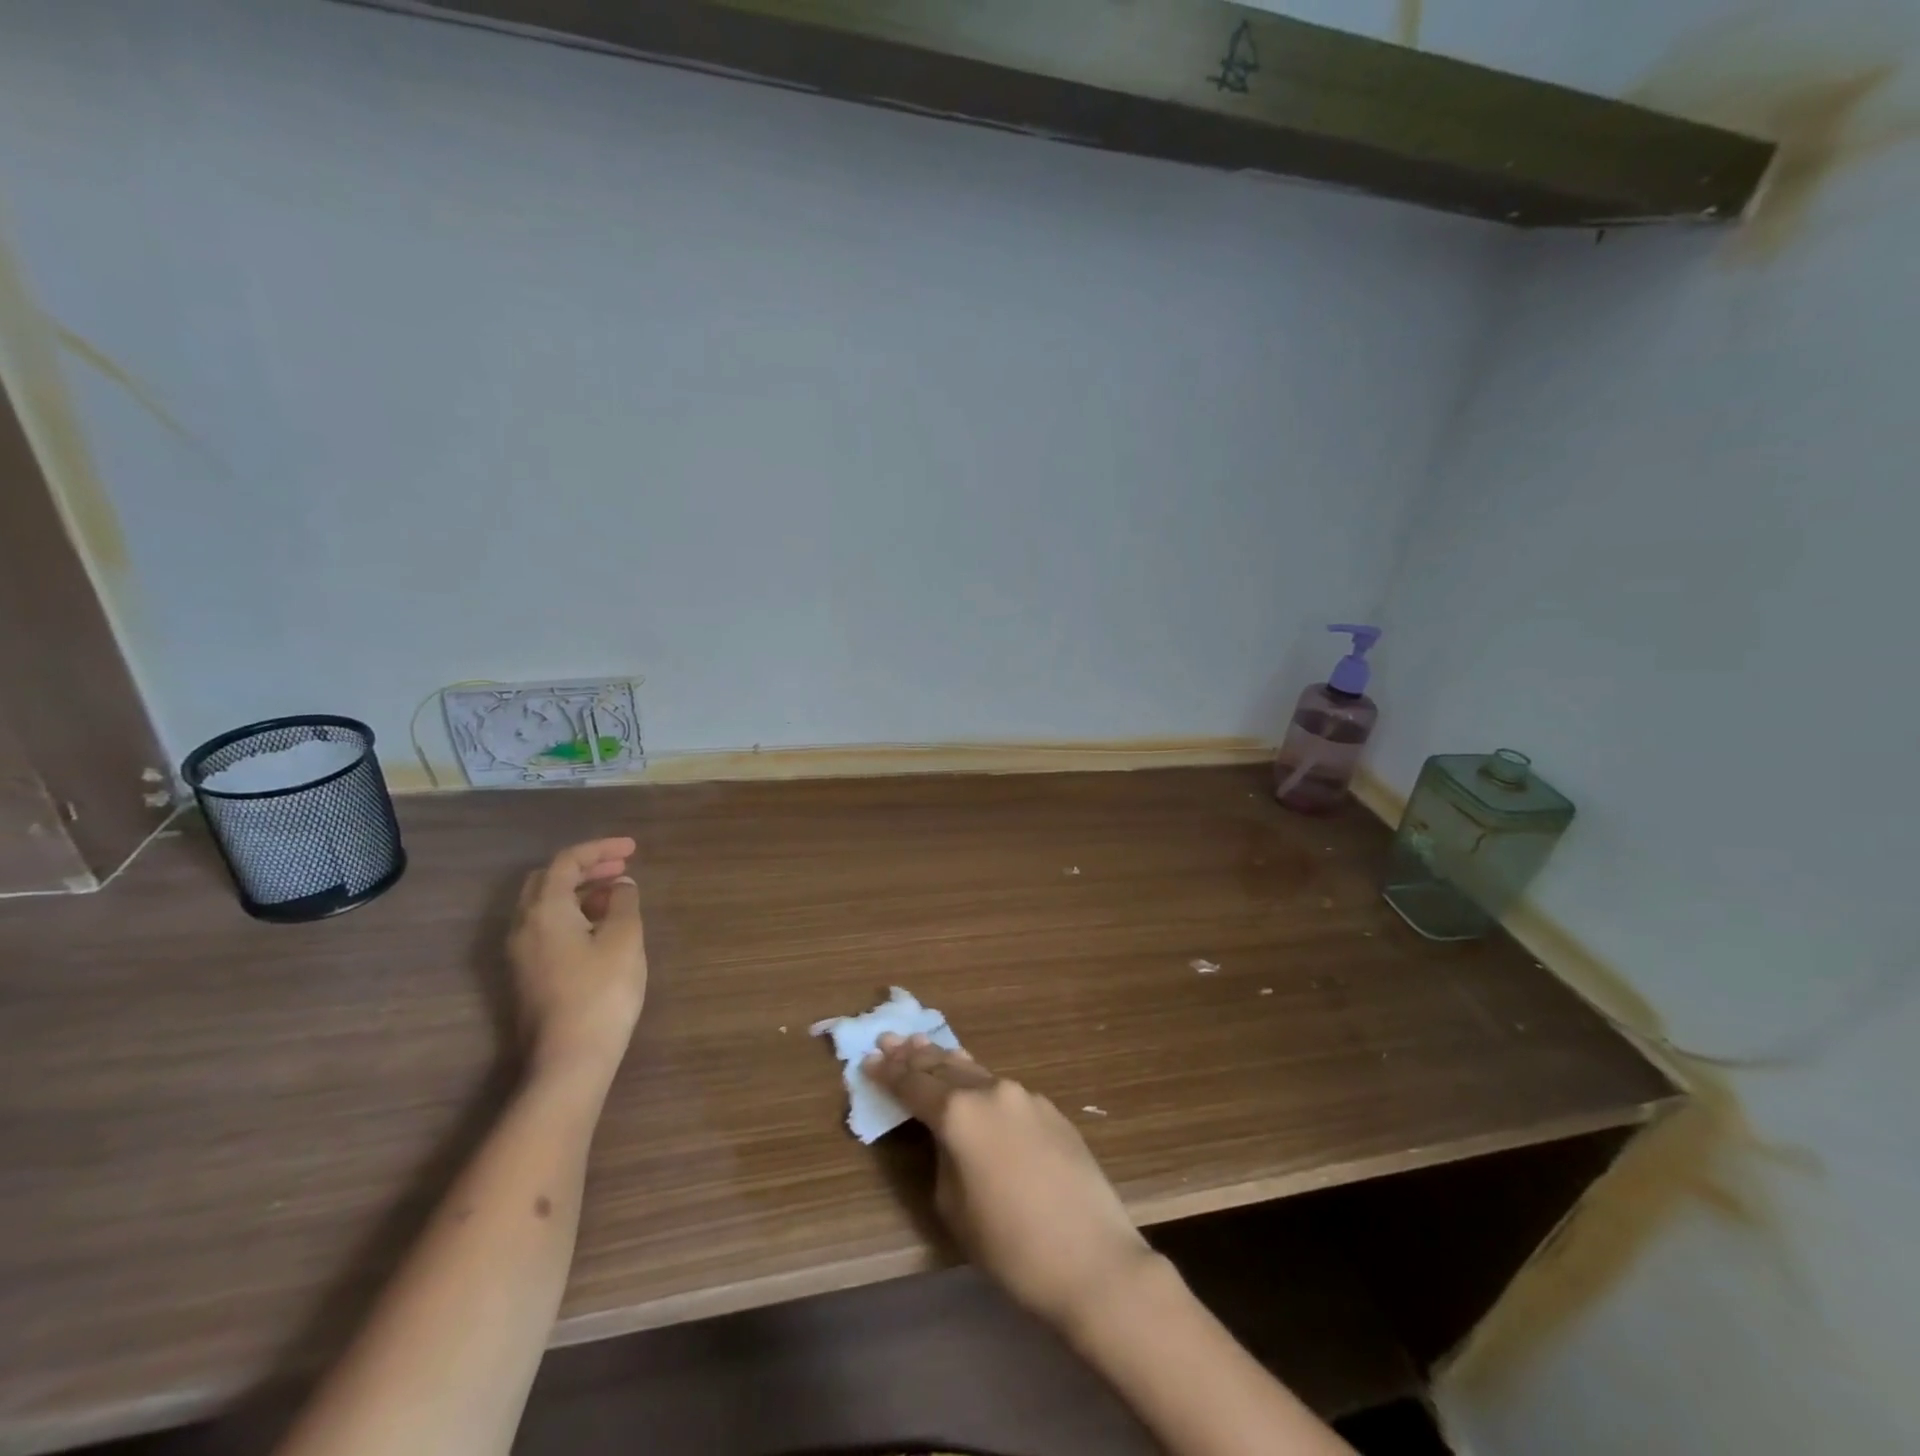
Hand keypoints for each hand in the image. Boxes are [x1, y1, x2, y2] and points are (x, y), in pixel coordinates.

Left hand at [507, 837, 647, 1081]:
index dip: (600, 849)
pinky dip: (573, 915)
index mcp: (545, 910)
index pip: (566, 862)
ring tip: (617, 897)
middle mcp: (523, 926)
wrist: (568, 1060)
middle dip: (586, 868)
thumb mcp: (624, 939)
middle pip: (548, 880)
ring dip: (579, 892)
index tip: (632, 850)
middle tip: (622, 869)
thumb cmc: (601, 992)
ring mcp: (520, 955)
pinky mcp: (527, 976)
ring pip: (545, 906)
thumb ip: (623, 903)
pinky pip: (546, 928)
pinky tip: (600, 929)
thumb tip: (621, 886)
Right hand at [864, 1035, 1158, 1335]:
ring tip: (923, 1046)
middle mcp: (991, 1091)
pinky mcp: (1050, 1110)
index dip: (888, 1074)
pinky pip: (1003, 1090)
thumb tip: (950, 1139)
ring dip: (947, 1061)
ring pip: (976, 1071)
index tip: (868, 1059)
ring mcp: (1025, 1096)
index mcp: (960, 1114)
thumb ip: (944, 1158)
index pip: (914, 1086)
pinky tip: (972, 1084)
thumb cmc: (1011, 1246)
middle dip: (914, 1055)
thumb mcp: (955, 1208)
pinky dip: (979, 1082)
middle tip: (889, 1039)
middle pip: (944, 1066)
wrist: (1092, 1258)